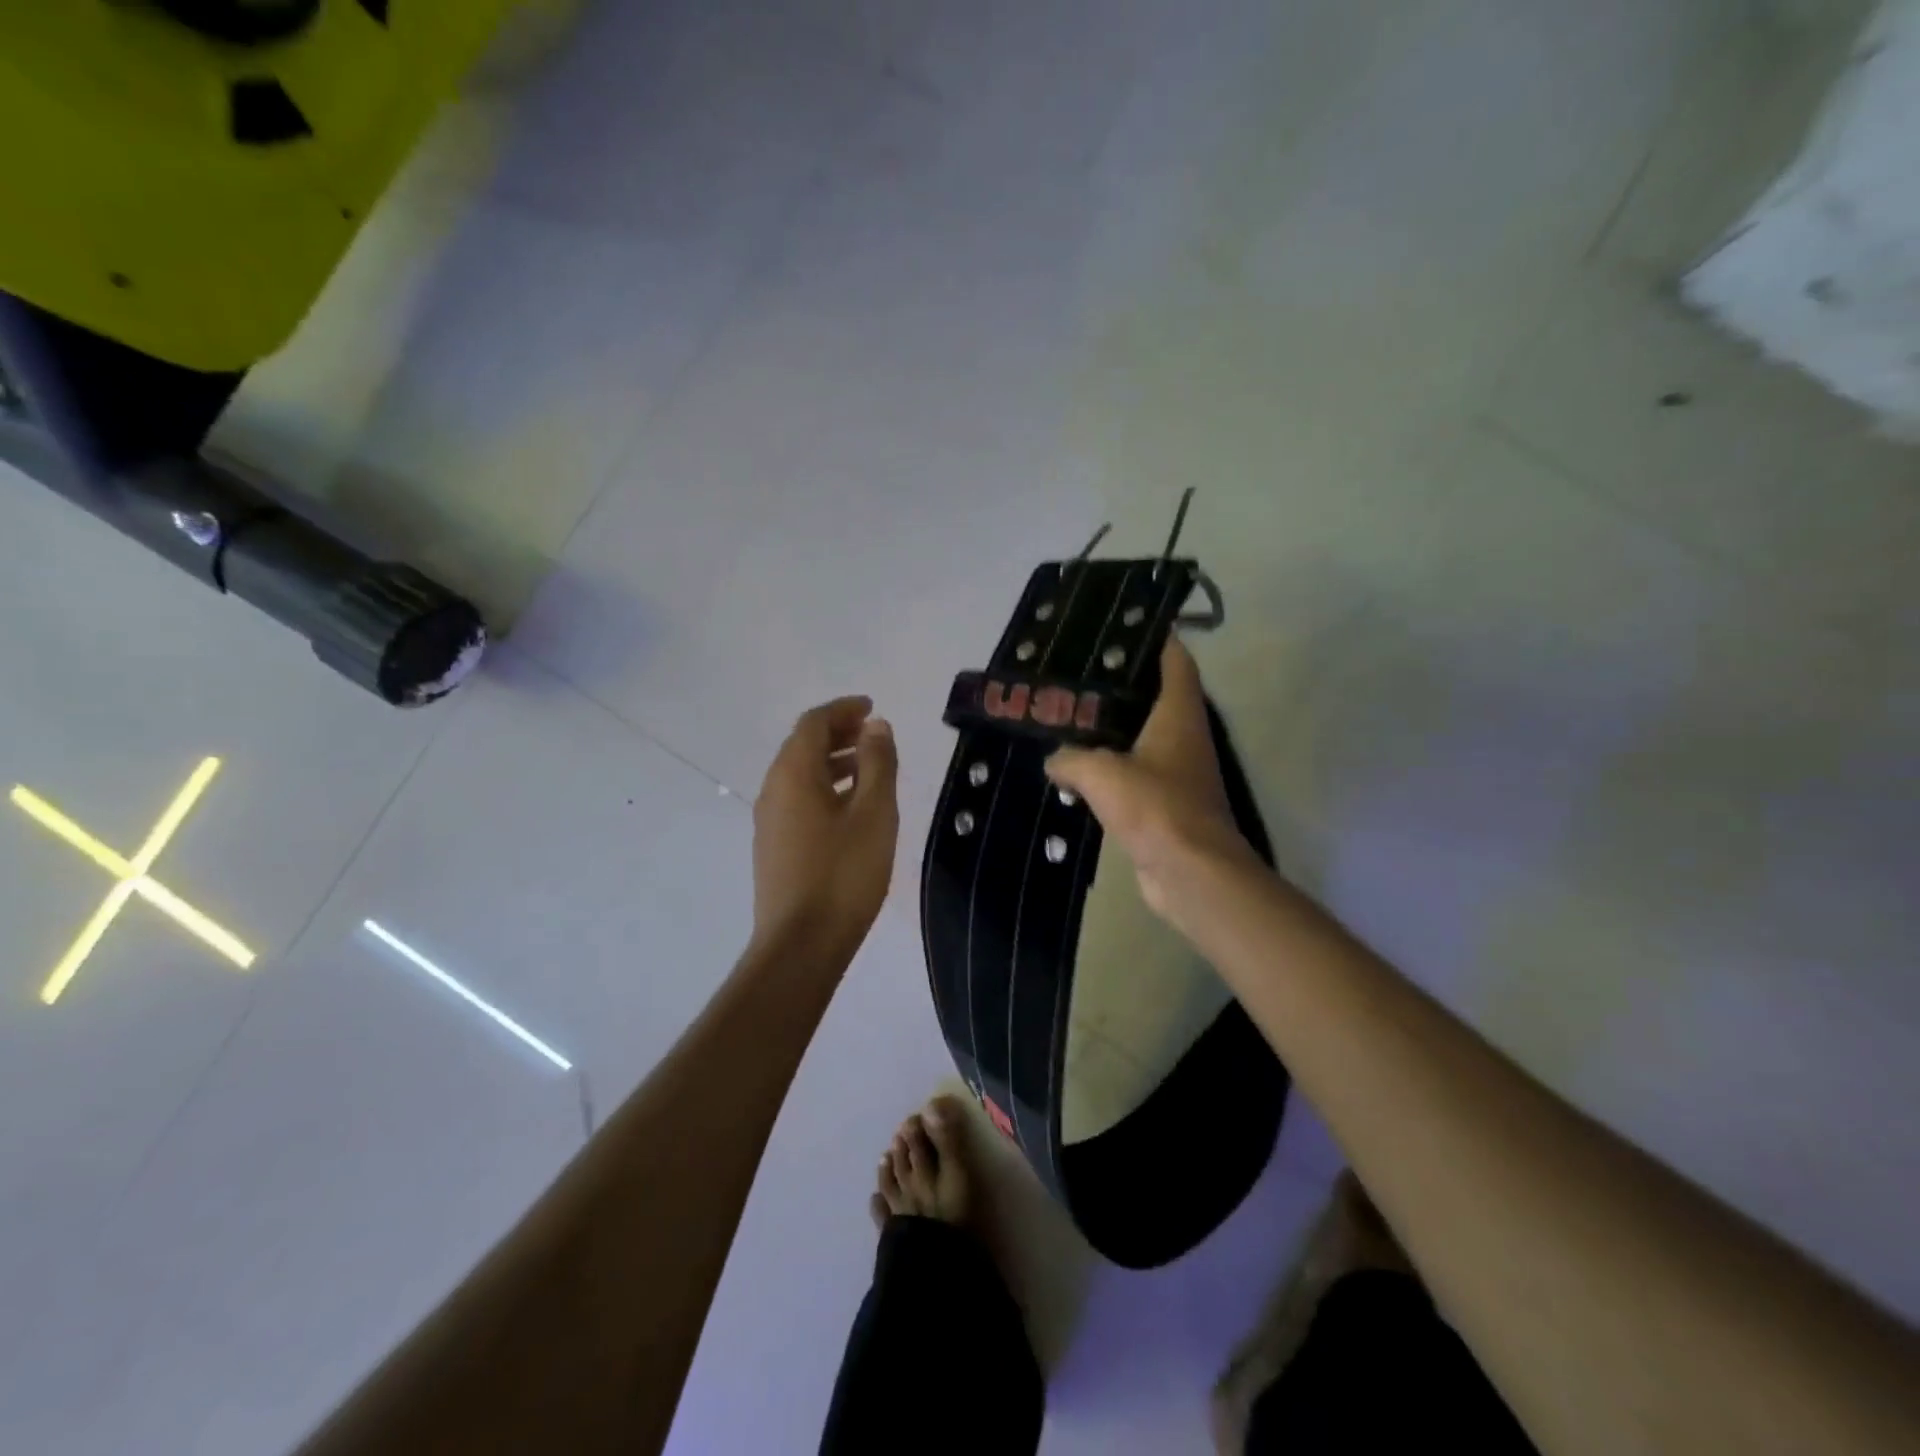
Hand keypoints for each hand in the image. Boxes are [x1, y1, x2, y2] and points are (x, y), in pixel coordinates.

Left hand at [751, 695, 899, 956]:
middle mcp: (773, 790)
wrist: (800, 945)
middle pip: (802, 746)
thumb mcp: (873, 813)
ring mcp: (769, 821)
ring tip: (870, 768)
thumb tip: (876, 725)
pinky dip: (825, 788)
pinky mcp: (774, 847)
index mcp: (793, 774)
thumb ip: (878, 763)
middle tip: (874, 734)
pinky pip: (799, 800)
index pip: (812, 723)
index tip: (872, 707)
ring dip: (833, 761)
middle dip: (838, 733)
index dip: (843, 709)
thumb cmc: (843, 874)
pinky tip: (851, 808)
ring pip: (800, 775)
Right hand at [1046, 638, 1253, 919]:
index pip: (1175, 660)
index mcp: (1177, 714)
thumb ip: (1071, 758)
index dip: (1154, 638)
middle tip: (1077, 672)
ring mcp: (1177, 771)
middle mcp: (1183, 736)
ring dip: (1111, 728)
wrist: (1190, 873)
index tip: (1121, 625)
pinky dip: (1109, 767)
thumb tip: (1054, 760)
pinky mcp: (1165, 803)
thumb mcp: (1101, 772)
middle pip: (1155, 694)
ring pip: (1141, 736)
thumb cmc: (1155, 808)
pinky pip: (1133, 773)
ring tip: (1069, 715)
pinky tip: (1077, 768)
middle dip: (1120, 682)